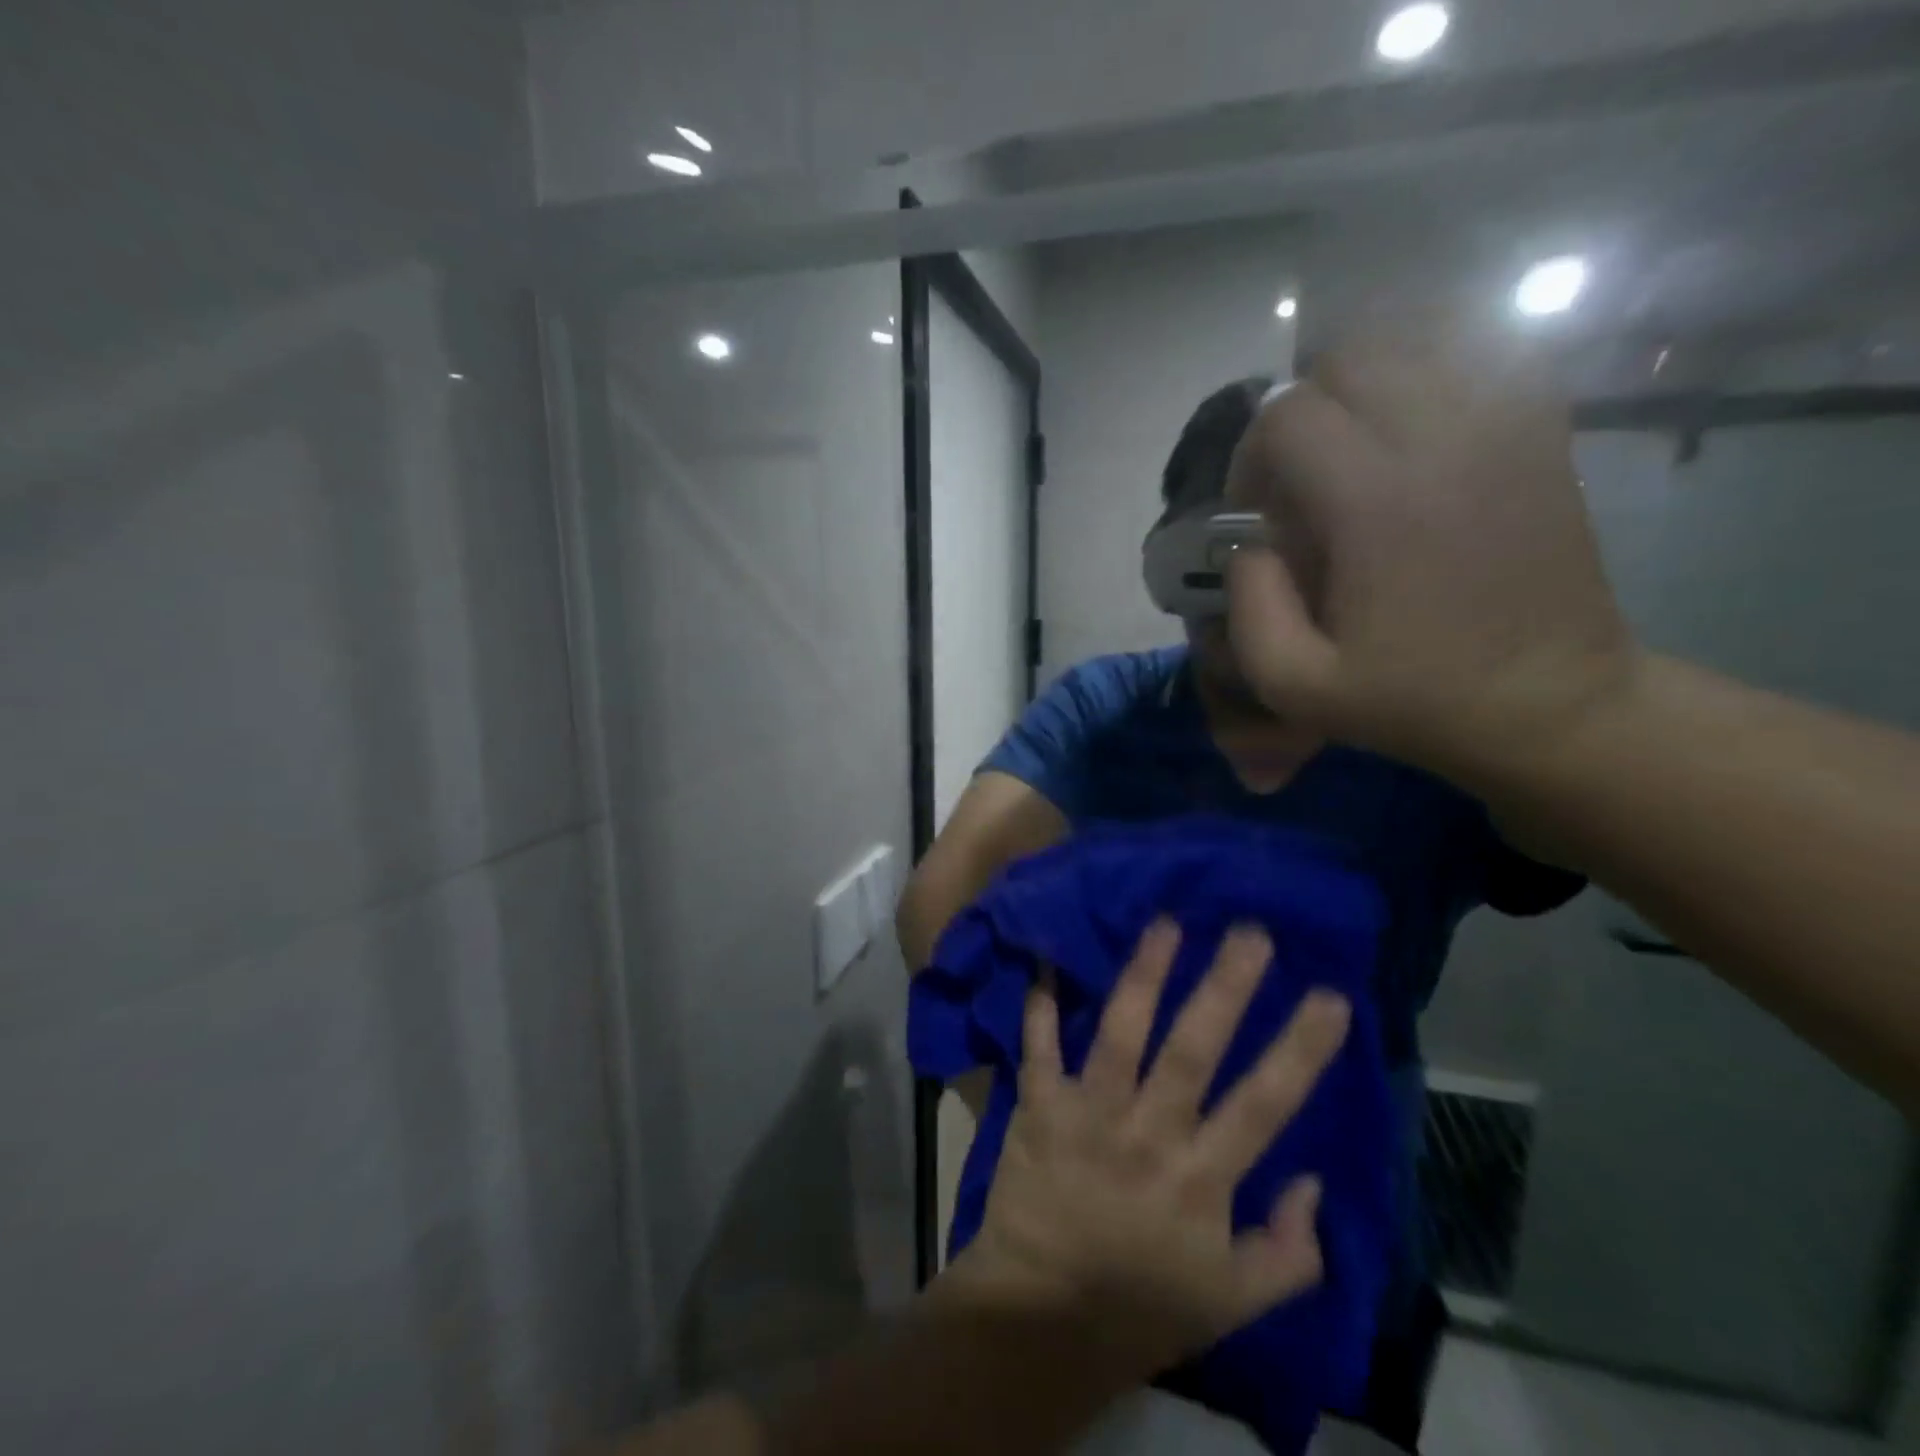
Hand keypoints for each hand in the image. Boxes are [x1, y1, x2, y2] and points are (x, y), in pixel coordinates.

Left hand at [944, 922, 1351, 1378]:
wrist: (1041, 1318)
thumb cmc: (1142, 1305)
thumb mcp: (1233, 1301)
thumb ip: (1288, 1253)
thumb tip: (1313, 1182)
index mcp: (1201, 1179)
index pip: (1264, 1104)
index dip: (1300, 1049)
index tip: (1330, 994)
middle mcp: (1147, 1135)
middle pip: (1192, 1051)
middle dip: (1224, 988)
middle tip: (1249, 931)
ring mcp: (1088, 1115)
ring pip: (1121, 1034)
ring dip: (1143, 976)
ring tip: (1165, 923)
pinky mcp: (1039, 1108)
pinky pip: (1038, 1047)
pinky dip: (1040, 1004)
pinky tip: (1047, 959)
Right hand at [1223, 317, 1639, 782]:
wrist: (1550, 704)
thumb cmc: (1414, 700)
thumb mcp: (1295, 686)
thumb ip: (1248, 609)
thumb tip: (1250, 544)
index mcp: (1377, 504)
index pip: (1288, 415)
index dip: (1251, 455)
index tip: (1258, 511)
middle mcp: (1445, 441)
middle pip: (1350, 356)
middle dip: (1302, 408)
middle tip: (1300, 474)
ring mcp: (1506, 426)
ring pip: (1419, 338)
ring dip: (1363, 382)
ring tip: (1352, 444)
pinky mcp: (1543, 431)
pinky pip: (1483, 351)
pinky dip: (1432, 370)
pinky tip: (1414, 423)